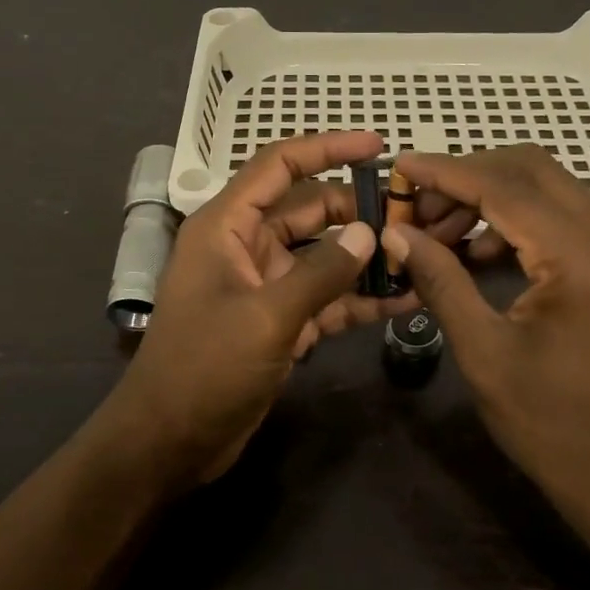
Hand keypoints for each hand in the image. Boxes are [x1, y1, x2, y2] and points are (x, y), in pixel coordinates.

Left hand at [114, 132, 414, 484]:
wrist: (169, 442)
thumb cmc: (204, 368)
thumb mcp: (266, 316)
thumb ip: (321, 272)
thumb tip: (369, 234)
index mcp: (226, 226)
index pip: (279, 166)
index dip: (327, 148)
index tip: (378, 147)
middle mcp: (245, 247)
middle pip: (309, 210)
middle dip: (357, 211)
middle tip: (413, 217)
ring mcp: (264, 285)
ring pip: (322, 256)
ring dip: (364, 257)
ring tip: (420, 255)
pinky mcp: (279, 321)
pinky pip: (325, 298)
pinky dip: (359, 298)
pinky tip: (404, 300)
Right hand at [383, 145, 589, 534]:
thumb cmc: (552, 425)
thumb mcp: (484, 353)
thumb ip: (441, 280)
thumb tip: (395, 233)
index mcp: (585, 260)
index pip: (505, 187)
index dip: (445, 172)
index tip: (397, 167)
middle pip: (530, 169)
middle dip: (465, 176)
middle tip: (414, 205)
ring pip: (545, 185)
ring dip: (487, 194)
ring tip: (436, 230)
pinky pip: (558, 213)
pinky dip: (512, 216)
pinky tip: (475, 248)